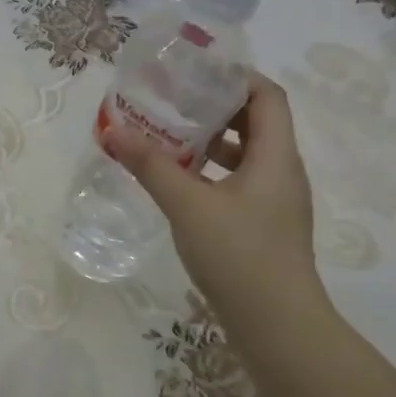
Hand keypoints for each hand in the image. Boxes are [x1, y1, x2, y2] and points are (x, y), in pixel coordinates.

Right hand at [102, 70, 322, 315]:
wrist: (278, 327)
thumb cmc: (239, 255)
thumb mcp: (187, 204)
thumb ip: (150, 165)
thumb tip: (113, 130)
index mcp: (276, 156)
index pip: (267, 95)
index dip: (236, 76)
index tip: (196, 70)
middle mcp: (282, 172)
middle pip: (257, 122)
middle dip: (216, 107)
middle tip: (174, 99)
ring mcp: (275, 202)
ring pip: (247, 155)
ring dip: (212, 141)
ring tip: (170, 135)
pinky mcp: (265, 226)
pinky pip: (240, 182)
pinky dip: (212, 172)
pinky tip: (180, 182)